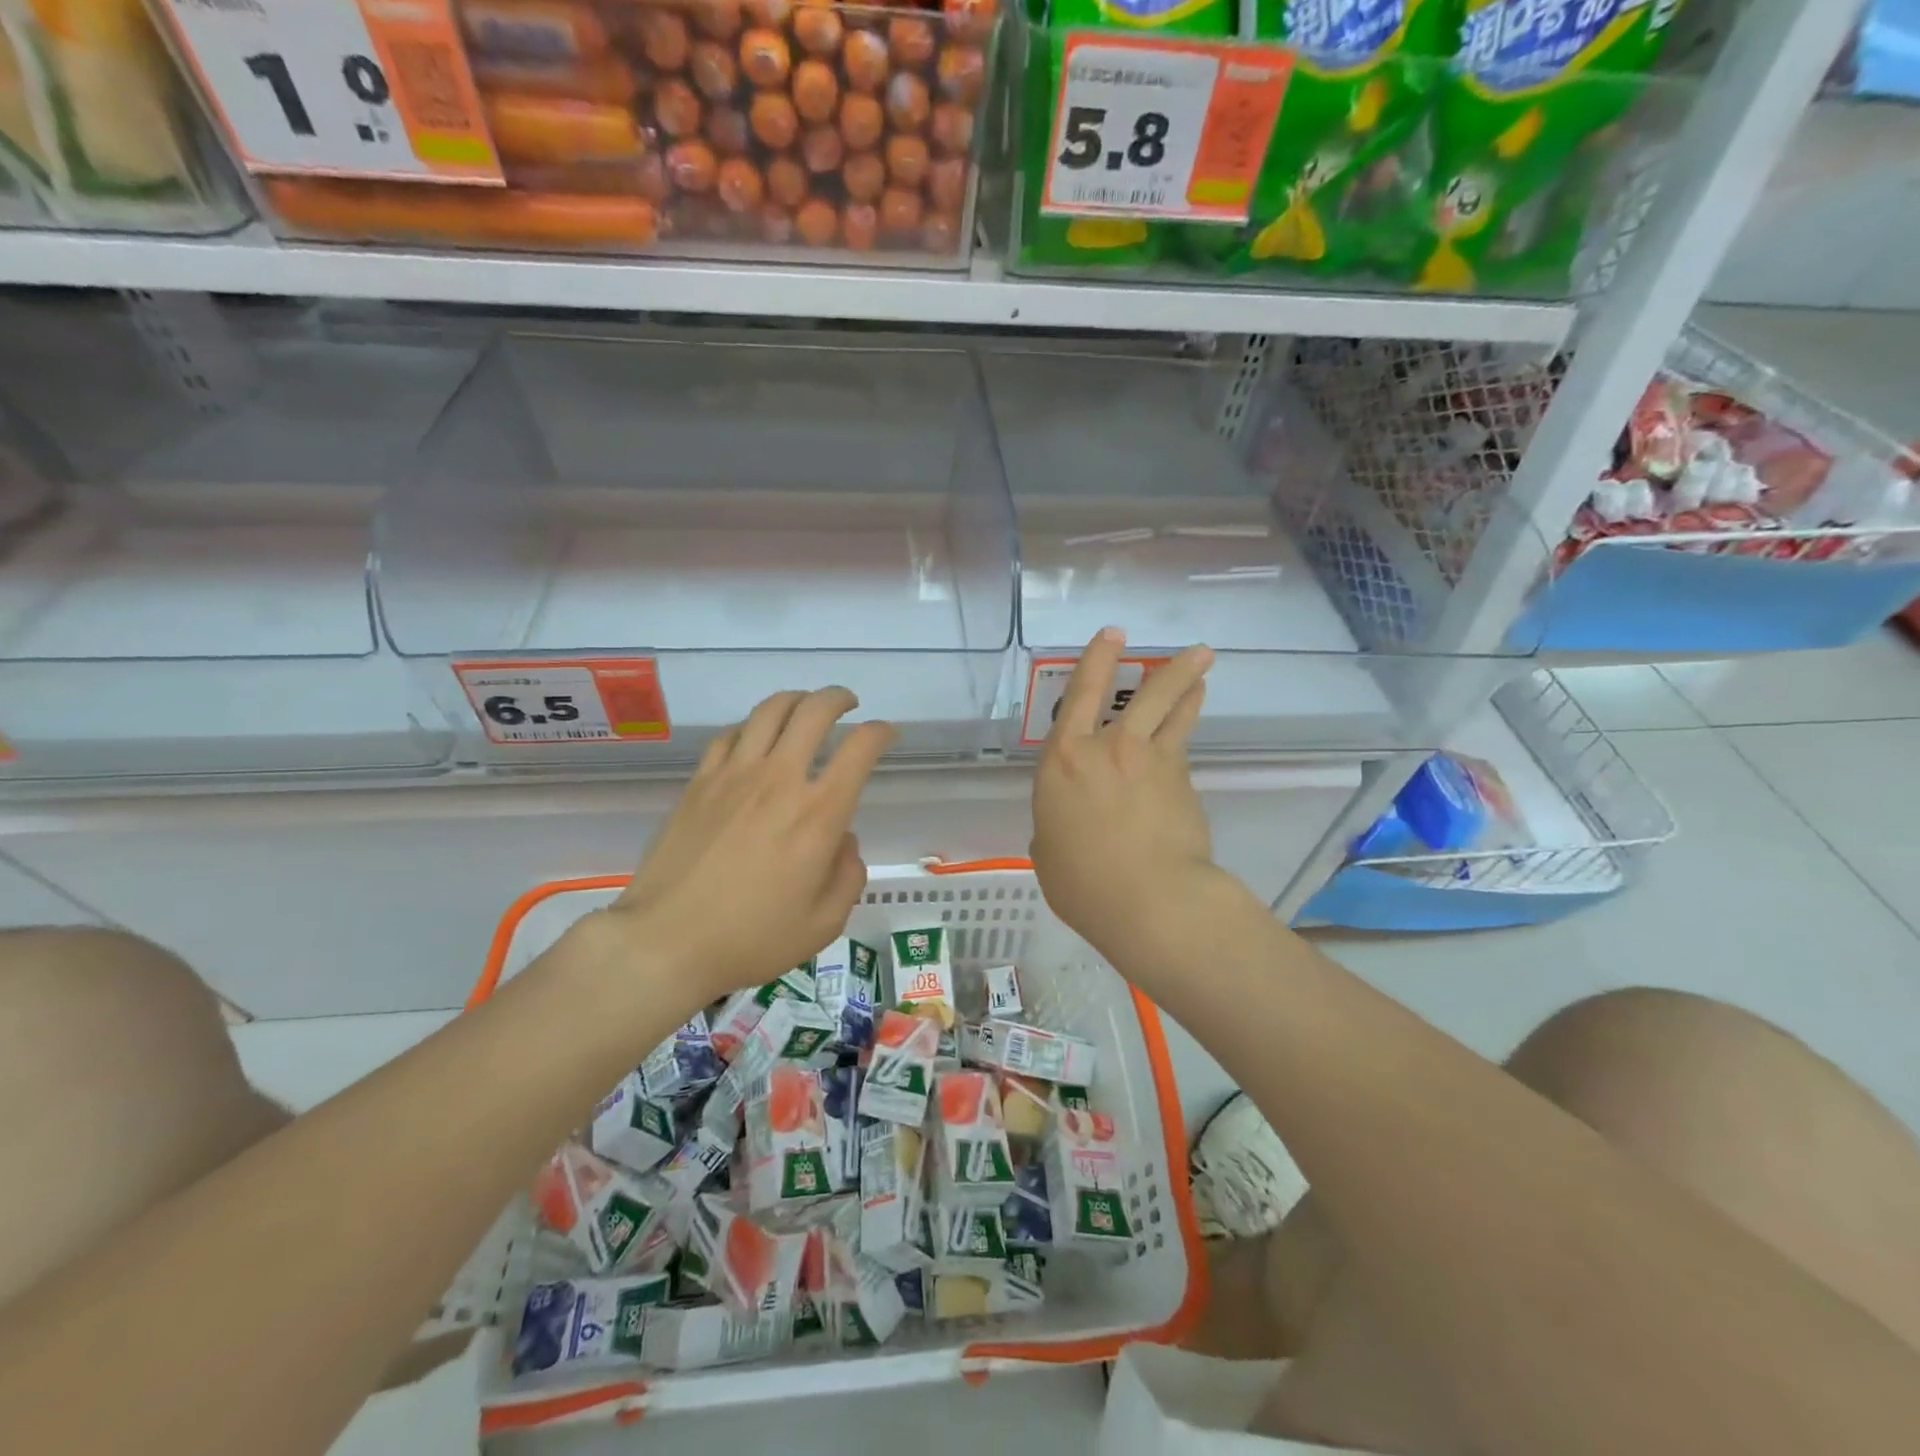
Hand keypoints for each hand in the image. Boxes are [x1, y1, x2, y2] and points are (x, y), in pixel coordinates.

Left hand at [596, 688, 894, 1004]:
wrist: (666, 941)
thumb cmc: (752, 938)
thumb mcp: (824, 923)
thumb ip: (848, 875)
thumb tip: (843, 841)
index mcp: (819, 813)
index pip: (860, 748)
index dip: (880, 731)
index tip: (886, 734)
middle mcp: (780, 780)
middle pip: (814, 711)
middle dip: (839, 698)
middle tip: (848, 705)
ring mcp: (734, 775)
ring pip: (769, 711)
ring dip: (796, 700)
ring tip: (805, 707)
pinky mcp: (700, 782)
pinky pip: (730, 735)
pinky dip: (752, 727)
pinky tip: (755, 739)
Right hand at [1030, 629, 1218, 960]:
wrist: (1149, 899)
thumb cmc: (1082, 881)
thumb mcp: (1049, 853)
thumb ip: (1055, 828)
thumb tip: (1067, 828)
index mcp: (1064, 759)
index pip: (1080, 694)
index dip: (1097, 660)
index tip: (1112, 635)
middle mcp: (1109, 748)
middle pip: (1143, 694)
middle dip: (1166, 667)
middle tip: (1190, 649)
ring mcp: (1153, 761)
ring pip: (1174, 712)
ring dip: (1189, 687)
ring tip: (1203, 669)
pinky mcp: (1184, 782)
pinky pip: (1182, 749)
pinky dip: (1185, 735)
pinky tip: (1186, 738)